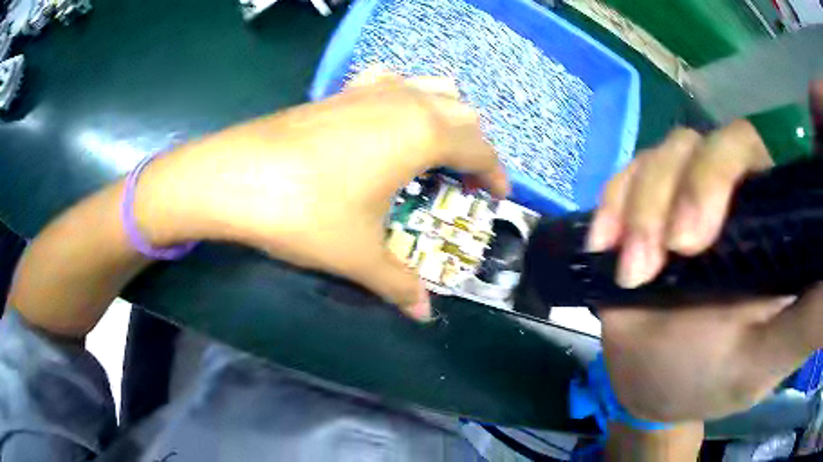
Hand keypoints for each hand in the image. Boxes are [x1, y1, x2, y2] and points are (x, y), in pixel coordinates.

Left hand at [139, 70, 507, 320]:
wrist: (233, 178)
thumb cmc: (305, 213)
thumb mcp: (359, 255)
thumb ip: (399, 283)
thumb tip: (425, 314)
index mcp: (421, 134)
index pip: (480, 147)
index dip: (496, 172)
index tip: (497, 194)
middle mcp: (403, 101)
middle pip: (462, 111)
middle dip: (474, 143)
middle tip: (466, 178)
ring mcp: (368, 90)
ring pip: (429, 86)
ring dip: (444, 113)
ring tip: (435, 147)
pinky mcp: (339, 91)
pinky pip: (389, 81)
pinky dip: (404, 96)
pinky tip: (387, 119)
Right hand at [588, 81, 822, 421]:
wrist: (649, 386)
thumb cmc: (708, 379)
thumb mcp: (761, 363)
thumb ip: (804, 325)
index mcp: (765, 223)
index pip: (750, 151)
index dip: (722, 171)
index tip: (694, 239)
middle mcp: (728, 197)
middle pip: (700, 143)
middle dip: (672, 193)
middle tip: (659, 259)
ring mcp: (682, 197)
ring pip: (660, 157)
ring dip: (637, 208)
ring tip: (631, 271)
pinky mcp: (644, 208)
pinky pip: (624, 177)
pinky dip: (611, 205)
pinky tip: (604, 245)